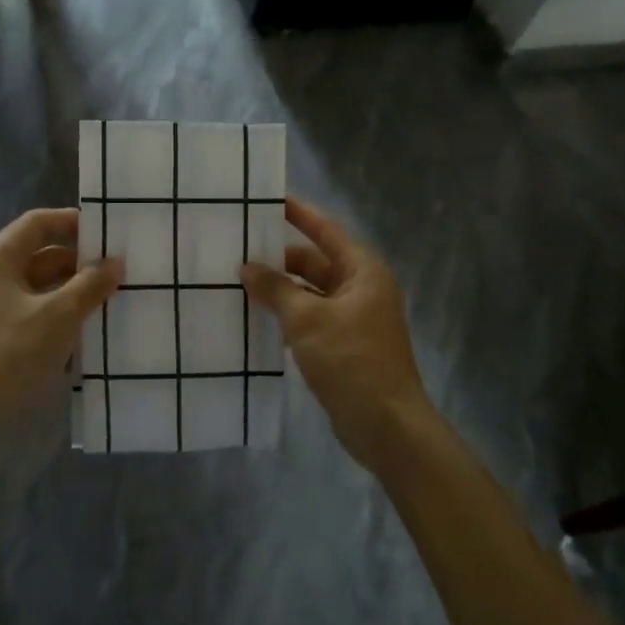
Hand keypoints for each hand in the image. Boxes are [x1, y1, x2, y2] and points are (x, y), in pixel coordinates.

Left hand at [0, 208, 122, 422]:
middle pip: (40, 255)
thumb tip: (115, 262)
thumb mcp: (59, 316)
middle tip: (120, 267)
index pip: (38, 223)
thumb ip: (89, 285)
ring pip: (40, 287)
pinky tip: (91, 326)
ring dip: (74, 290)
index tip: (108, 233)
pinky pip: (36, 313)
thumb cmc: (10, 355)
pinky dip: (62, 314)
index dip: (73, 222)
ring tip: (114, 295)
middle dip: (80, 261)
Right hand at [242, 197, 431, 470]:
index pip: (327, 231)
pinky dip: (289, 317)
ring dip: (282, 291)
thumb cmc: (351, 360)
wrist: (385, 424)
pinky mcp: (345, 346)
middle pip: (317, 263)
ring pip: (312, 293)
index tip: (271, 201)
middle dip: (281, 260)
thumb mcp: (307, 319)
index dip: (300, 215)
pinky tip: (259, 320)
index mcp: (363, 271)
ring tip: (240, 285)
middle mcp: (362, 289)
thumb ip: (276, 289)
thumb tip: (247, 267)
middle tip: (239, 253)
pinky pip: (312, 319)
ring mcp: (355, 319)